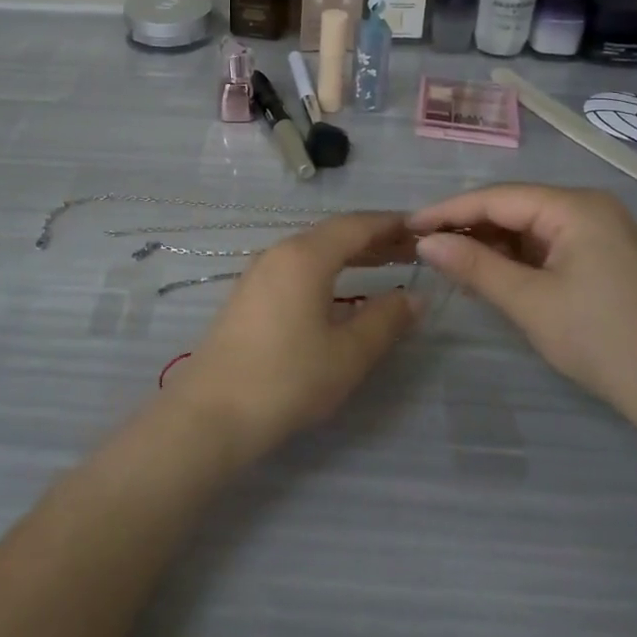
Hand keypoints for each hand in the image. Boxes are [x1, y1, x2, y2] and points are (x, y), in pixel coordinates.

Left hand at [167, 212, 419, 463]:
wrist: (212, 411)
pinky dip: (328, 268)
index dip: (392, 224)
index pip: (356, 225)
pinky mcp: (249, 294)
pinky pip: (297, 266)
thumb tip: (415, 296)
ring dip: (351, 253)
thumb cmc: (287, 378)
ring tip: (387, 264)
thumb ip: (385, 320)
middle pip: (334, 233)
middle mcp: (280, 252)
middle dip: (375, 239)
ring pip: (314, 249)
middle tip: (414, 250)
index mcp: (306, 256)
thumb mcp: (347, 354)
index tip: (424, 229)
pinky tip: (342, 289)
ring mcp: (260, 272)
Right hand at [407, 185, 636, 415]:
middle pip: (512, 207)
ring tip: (446, 261)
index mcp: (576, 207)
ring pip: (527, 227)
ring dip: (489, 243)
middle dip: (467, 227)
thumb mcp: (529, 302)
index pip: (497, 198)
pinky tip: (486, 272)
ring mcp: (599, 231)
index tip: (407, 226)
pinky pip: (545, 245)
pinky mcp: (601, 256)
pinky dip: (514, 258)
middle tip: (422, 246)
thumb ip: (473, 266)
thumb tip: (424, 242)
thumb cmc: (601, 339)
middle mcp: (588, 207)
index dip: (448, 211)